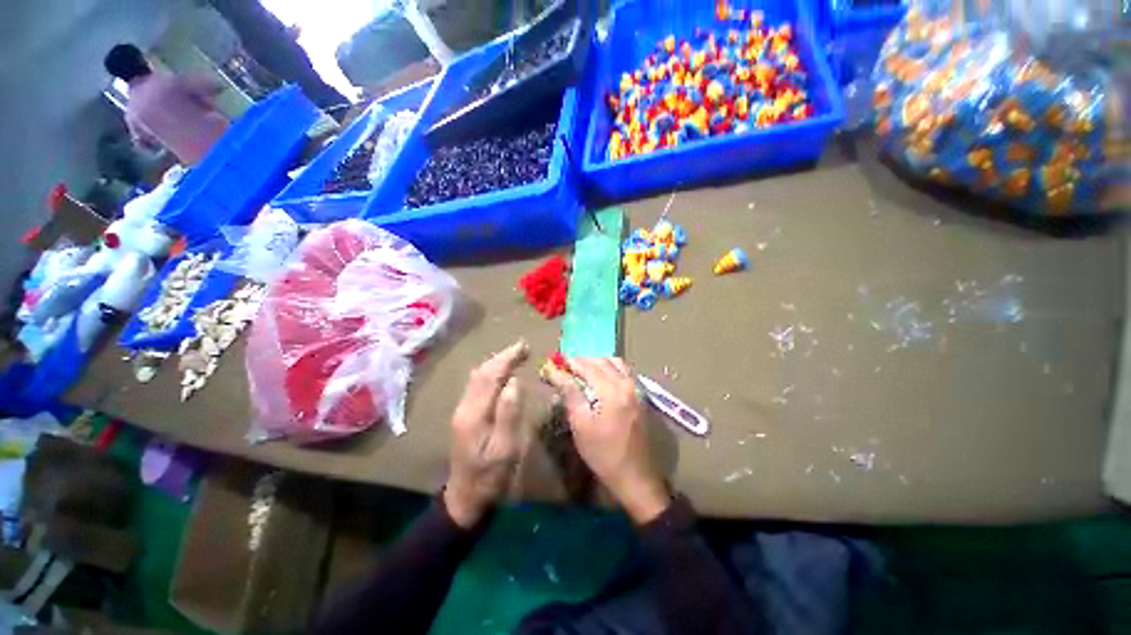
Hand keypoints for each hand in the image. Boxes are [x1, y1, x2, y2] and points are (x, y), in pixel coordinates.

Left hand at [444, 340, 527, 527]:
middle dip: (502, 357)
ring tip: (515, 356)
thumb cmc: (490, 476)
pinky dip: (491, 372)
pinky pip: (478, 384)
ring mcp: (462, 410)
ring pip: (478, 377)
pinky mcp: (465, 415)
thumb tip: (515, 381)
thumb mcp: (506, 449)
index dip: (507, 358)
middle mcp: (465, 406)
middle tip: (523, 347)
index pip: (490, 376)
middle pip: (482, 373)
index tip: (524, 347)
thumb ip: (509, 413)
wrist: (464, 497)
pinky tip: (501, 374)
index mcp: (474, 413)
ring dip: (496, 363)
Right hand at [544, 358, 670, 523]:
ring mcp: (636, 388)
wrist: (634, 476)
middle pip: (601, 360)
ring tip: (581, 369)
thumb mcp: (580, 423)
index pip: (587, 366)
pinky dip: (609, 367)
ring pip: (615, 362)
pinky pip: (624, 371)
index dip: (569, 362)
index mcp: (612, 389)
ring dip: (596, 361)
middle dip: (582, 359)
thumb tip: (555, 371)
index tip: (554, 362)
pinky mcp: (640, 395)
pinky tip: (599, 376)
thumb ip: (569, 392)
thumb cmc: (602, 453)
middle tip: (565, 365)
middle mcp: (627, 382)